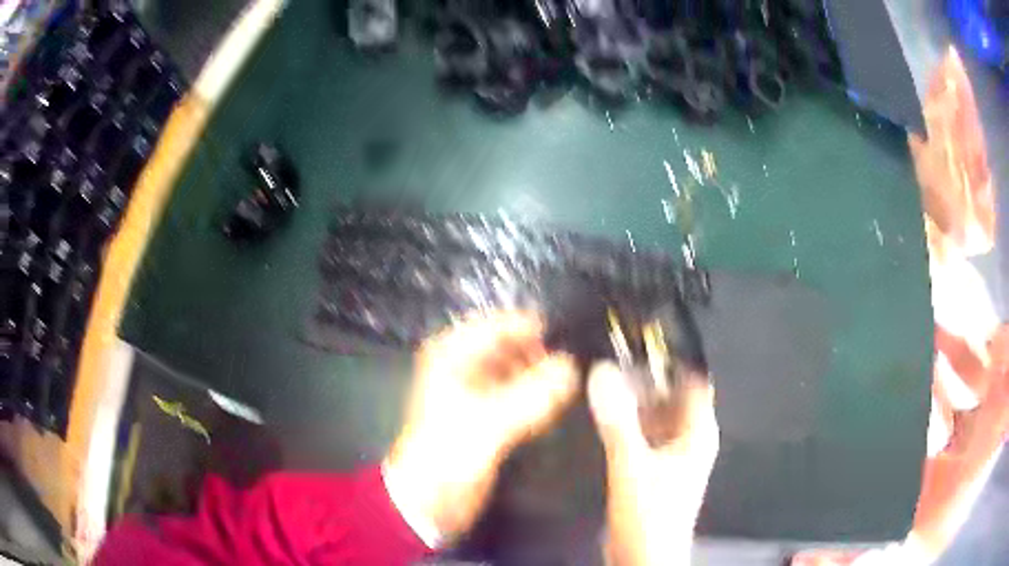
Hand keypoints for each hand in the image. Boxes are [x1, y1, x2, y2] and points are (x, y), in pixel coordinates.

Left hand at [384, 311, 578, 542]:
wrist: (430, 499)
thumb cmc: (449, 452)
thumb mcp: (489, 420)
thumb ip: (533, 393)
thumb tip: (571, 367)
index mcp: (452, 355)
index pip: (498, 324)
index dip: (532, 328)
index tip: (569, 337)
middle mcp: (464, 367)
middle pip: (511, 348)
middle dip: (540, 355)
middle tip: (575, 366)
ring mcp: (478, 393)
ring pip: (518, 373)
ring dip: (541, 378)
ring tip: (569, 386)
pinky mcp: (490, 417)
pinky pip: (520, 398)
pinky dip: (537, 400)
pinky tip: (555, 408)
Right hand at [588, 362, 718, 565]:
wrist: (643, 557)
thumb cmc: (650, 513)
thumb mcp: (632, 464)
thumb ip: (618, 420)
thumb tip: (602, 371)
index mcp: (697, 432)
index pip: (693, 380)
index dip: (672, 357)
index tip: (641, 337)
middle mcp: (688, 438)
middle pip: (672, 396)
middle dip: (646, 376)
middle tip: (613, 353)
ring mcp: (670, 454)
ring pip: (655, 415)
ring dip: (635, 398)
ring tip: (604, 375)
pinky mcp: (653, 468)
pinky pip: (643, 433)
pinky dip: (628, 420)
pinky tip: (605, 412)